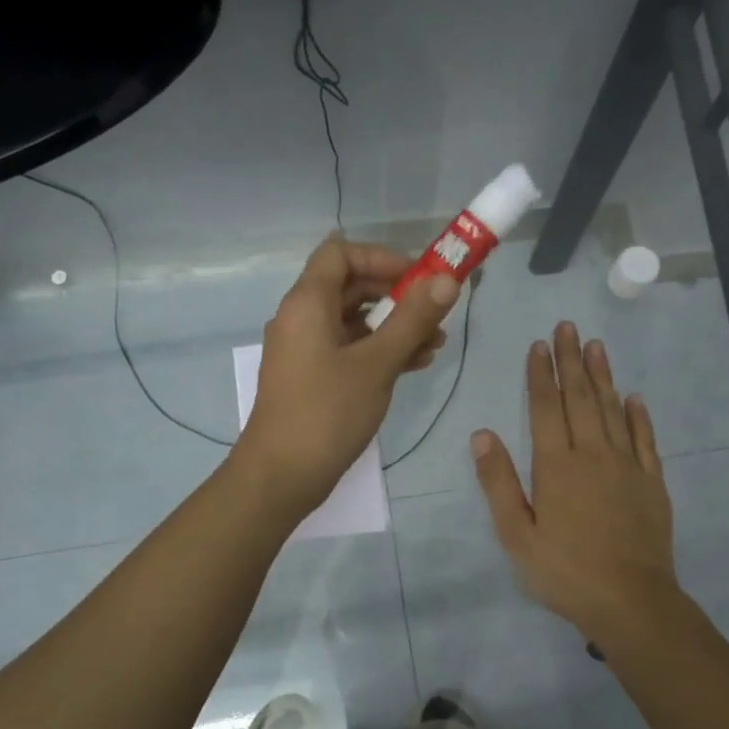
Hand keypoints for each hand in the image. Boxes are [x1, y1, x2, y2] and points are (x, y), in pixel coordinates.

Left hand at [232, 235, 458, 517]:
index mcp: (307, 303)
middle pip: (350, 285)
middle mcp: (301, 317)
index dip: (382, 256)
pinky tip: (414, 365)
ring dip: (394, 326)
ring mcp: (304, 349)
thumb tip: (447, 281)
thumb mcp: (377, 364)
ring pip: (353, 320)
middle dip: (397, 295)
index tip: (420, 277)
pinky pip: (348, 348)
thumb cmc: (327, 413)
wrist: (281, 476)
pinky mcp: (311, 377)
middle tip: (436, 312)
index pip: (340, 252)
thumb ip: (413, 320)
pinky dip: (378, 350)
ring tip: (436, 345)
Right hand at [472, 323, 680, 637]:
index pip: (546, 408)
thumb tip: (482, 434)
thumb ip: (498, 482)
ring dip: (602, 376)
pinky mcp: (652, 482)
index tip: (539, 345)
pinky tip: (633, 396)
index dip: (540, 374)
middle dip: (571, 361)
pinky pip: (645, 439)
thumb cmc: (565, 571)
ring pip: (612, 410)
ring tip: (596, 345)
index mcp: (556, 465)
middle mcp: (593, 454)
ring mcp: (627, 466)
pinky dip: (638, 415)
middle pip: (580, 398)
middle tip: (568, 326)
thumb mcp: (516, 534)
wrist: (631, 601)